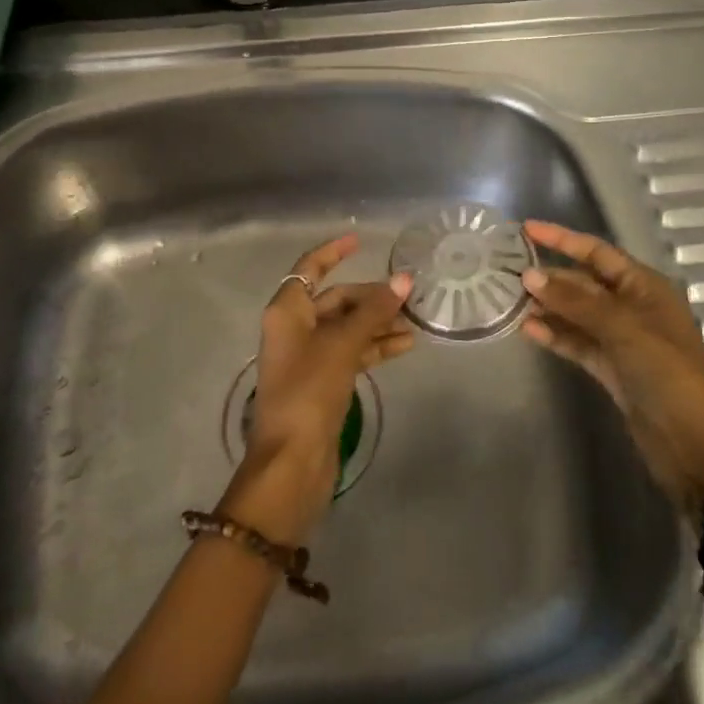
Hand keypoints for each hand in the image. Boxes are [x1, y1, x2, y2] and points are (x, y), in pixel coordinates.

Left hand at [223, 234, 414, 541]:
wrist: (291, 462)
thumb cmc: (309, 392)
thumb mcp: (343, 345)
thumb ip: (373, 312)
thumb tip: (404, 279)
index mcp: (288, 310)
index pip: (310, 268)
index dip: (333, 252)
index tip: (360, 240)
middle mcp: (295, 328)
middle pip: (336, 299)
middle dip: (370, 296)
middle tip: (409, 296)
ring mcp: (308, 357)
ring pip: (347, 327)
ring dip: (377, 322)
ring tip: (415, 321)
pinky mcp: (322, 383)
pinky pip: (351, 352)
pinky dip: (374, 347)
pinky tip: (404, 346)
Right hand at [521, 220, 703, 521]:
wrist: (697, 449)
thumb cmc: (669, 375)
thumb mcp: (624, 330)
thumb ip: (575, 302)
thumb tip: (529, 275)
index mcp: (645, 287)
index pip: (597, 252)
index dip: (562, 239)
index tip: (525, 229)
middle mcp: (632, 307)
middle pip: (583, 282)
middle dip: (549, 276)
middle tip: (506, 271)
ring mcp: (621, 340)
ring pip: (576, 314)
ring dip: (547, 306)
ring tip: (508, 300)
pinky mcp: (611, 369)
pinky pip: (577, 342)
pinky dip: (555, 335)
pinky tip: (527, 330)